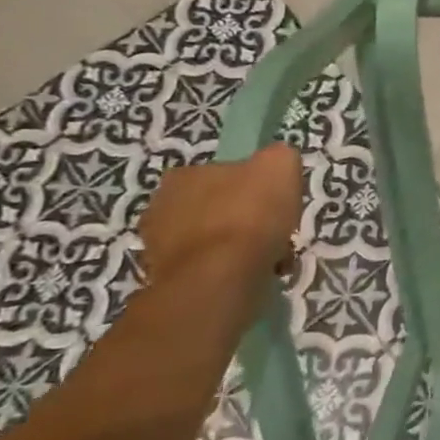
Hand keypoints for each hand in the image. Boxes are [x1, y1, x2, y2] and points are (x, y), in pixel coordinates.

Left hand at [139, 145, 303, 289]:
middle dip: (245, 221)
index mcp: (184, 175)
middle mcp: (161, 207)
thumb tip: (276, 164)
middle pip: (218, 209)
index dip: (255, 188)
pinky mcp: (167, 281)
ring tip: (268, 260)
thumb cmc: (250, 214)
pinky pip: (209, 270)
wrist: (221, 276)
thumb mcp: (280, 165)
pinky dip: (230, 273)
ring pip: (213, 242)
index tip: (276, 205)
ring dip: (238, 248)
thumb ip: (278, 157)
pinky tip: (251, 277)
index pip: (225, 175)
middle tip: (274, 234)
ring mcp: (159, 247)